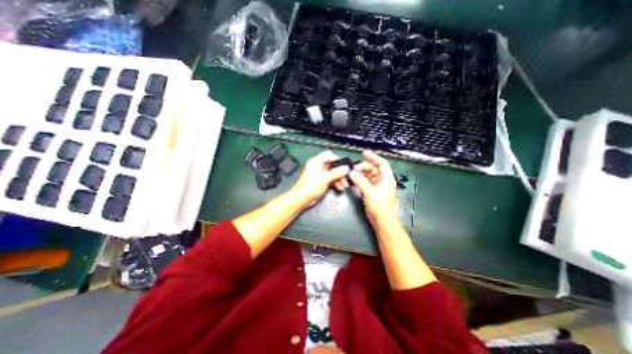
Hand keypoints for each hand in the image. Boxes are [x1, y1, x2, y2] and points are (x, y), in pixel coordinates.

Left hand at [290, 150, 349, 207]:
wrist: (301, 199)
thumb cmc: (311, 187)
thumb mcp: (325, 179)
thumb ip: (336, 172)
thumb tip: (346, 168)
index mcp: (316, 161)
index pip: (329, 155)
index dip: (337, 160)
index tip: (344, 167)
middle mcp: (318, 166)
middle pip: (332, 165)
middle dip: (340, 172)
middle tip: (346, 179)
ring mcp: (319, 174)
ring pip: (332, 173)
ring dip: (339, 178)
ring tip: (344, 185)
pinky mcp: (320, 181)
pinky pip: (330, 179)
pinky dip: (335, 182)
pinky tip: (339, 187)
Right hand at [348, 150, 395, 229]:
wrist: (383, 222)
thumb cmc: (380, 207)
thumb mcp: (369, 192)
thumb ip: (360, 181)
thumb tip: (352, 173)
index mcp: (387, 179)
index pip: (381, 163)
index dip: (373, 157)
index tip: (364, 154)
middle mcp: (383, 181)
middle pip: (374, 169)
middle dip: (364, 167)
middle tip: (354, 169)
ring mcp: (378, 186)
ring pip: (370, 175)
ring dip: (362, 173)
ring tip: (353, 174)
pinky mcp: (374, 192)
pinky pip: (367, 182)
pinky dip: (361, 180)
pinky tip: (355, 180)